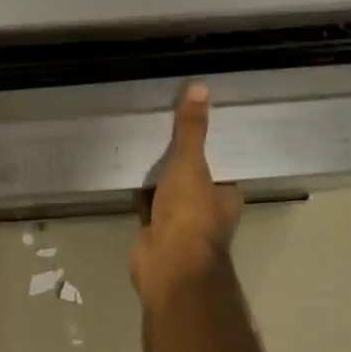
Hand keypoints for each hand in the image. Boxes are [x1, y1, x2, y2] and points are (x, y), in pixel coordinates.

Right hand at [131, 82, 241, 310]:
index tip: (192, 121)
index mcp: (225, 196)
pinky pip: (146, 203)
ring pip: (168, 191)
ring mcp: (180, 223)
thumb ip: (192, 129)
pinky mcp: (155, 231)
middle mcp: (207, 210)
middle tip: (160, 125)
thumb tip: (201, 87)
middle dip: (178, 159)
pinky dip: (138, 191)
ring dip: (157, 175)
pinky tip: (125, 169)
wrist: (168, 265)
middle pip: (193, 177)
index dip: (209, 146)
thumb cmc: (190, 214)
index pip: (220, 164)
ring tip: (140, 140)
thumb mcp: (191, 164)